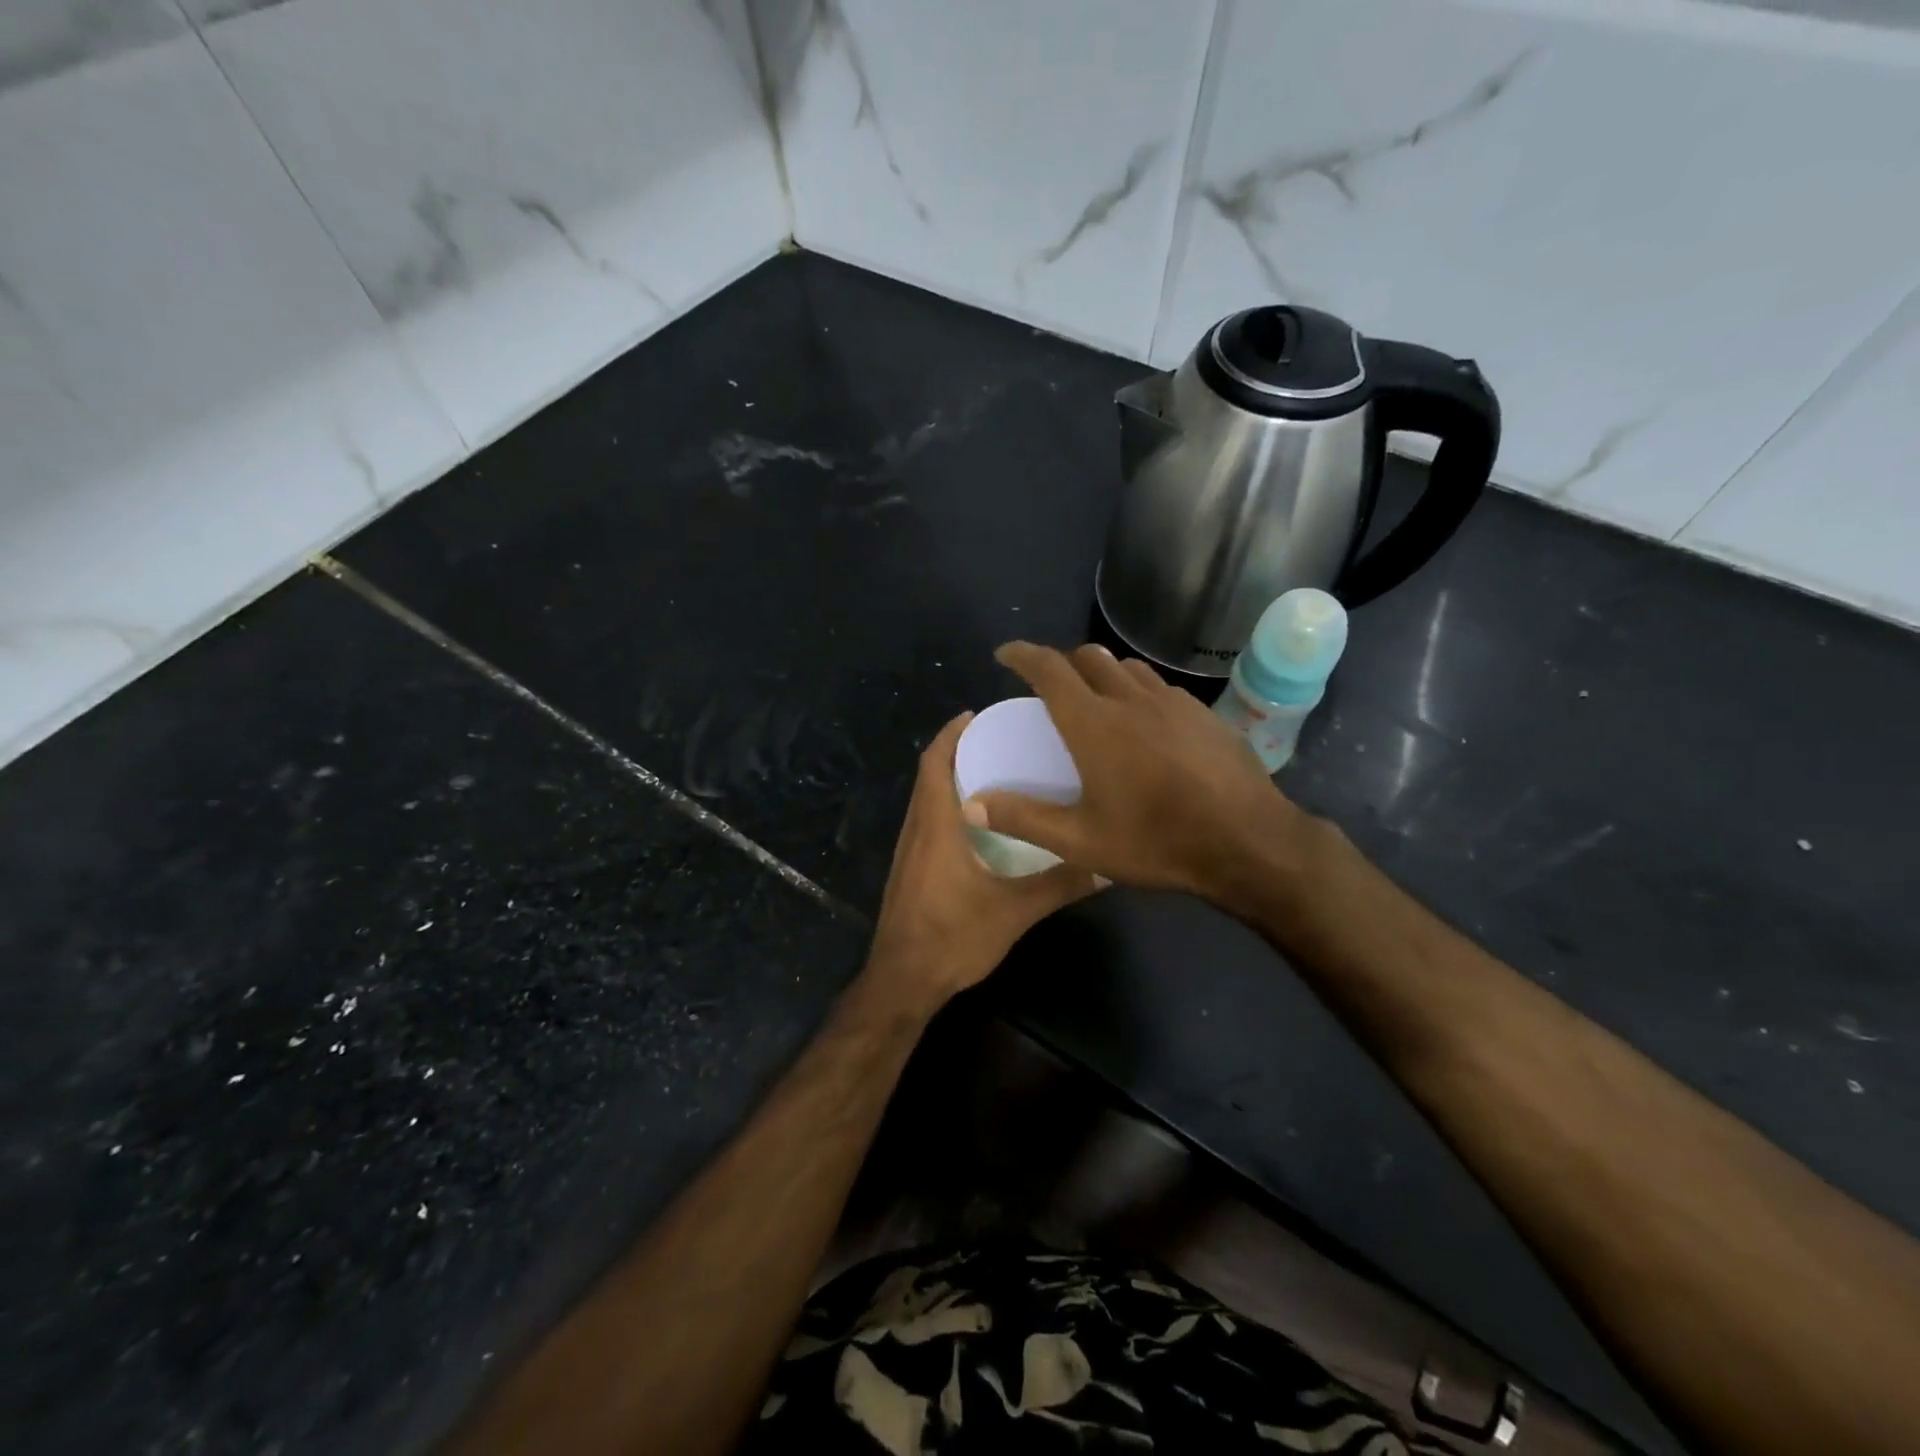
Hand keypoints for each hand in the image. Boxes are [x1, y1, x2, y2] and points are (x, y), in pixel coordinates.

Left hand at [864, 710, 1102, 1011]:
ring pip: (926, 800)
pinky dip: (947, 807)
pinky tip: (979, 825)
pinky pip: (926, 823)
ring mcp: (908, 852)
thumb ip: (1059, 884)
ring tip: (993, 773)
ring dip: (950, 779)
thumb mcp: (1014, 910)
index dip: (951, 734)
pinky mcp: (909, 871)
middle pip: (929, 776)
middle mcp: (916, 830)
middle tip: (998, 740)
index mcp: (936, 826)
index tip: (978, 714)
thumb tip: (1105, 864)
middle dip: (956, 751)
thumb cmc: (952, 938)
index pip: (935, 763)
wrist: (902, 982)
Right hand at [971, 642, 1315, 902]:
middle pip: (1088, 659)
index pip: (1049, 669)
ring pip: (1128, 669)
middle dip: (1062, 664)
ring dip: (1103, 675)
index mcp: (1094, 723)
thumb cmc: (1157, 841)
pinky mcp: (1204, 714)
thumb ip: (1024, 818)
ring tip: (1097, 703)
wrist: (1248, 843)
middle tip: (1051, 690)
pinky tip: (1147, 726)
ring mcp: (1174, 703)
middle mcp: (1131, 699)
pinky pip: (1161, 688)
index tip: (1006, 654)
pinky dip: (1140, 693)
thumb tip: (972, 802)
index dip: (1023, 655)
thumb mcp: (1081, 841)